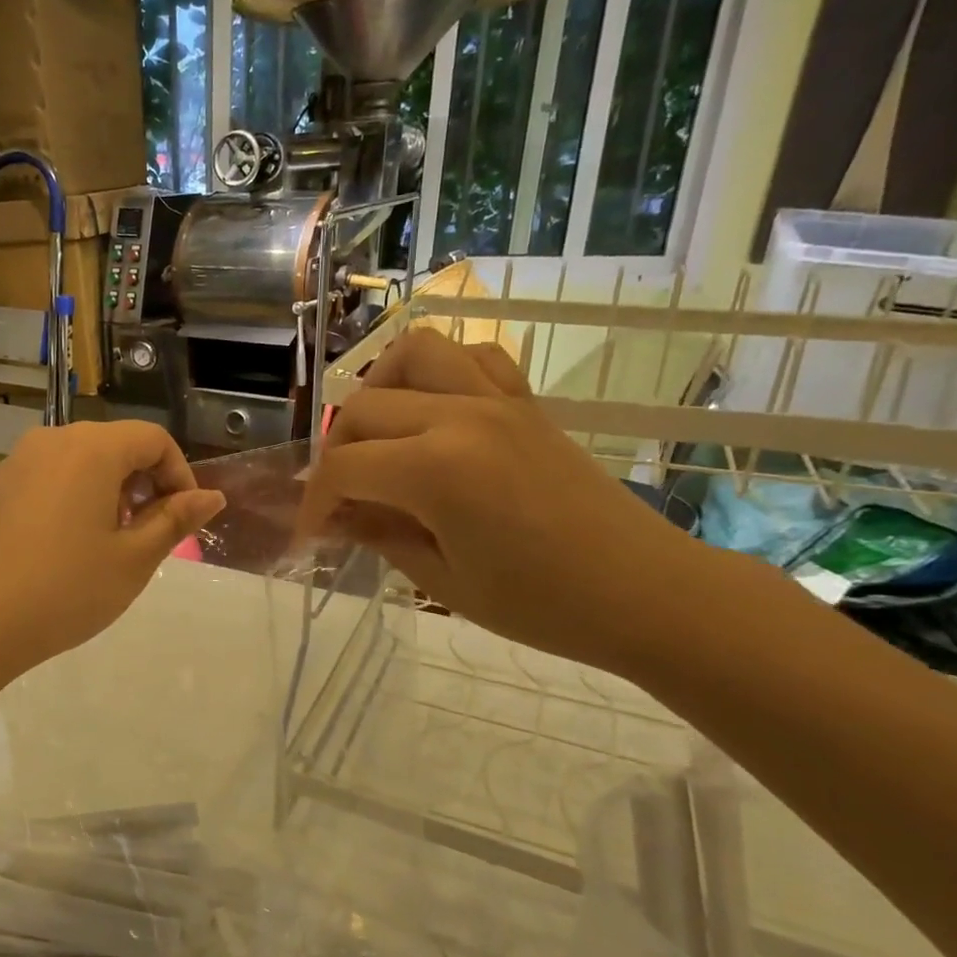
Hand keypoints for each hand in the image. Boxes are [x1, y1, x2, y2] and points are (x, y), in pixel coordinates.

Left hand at [0, 421, 225, 676]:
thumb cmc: (64, 590)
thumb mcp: (133, 560)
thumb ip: (174, 520)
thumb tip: (212, 497)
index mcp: (91, 449)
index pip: (152, 438)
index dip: (178, 473)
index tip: (182, 517)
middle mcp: (51, 441)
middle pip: (114, 445)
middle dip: (142, 484)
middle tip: (146, 535)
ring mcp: (15, 463)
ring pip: (78, 462)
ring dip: (106, 492)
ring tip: (105, 545)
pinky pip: (45, 479)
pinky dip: (69, 499)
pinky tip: (60, 549)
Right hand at [297, 330, 706, 674]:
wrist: (646, 593)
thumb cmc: (541, 604)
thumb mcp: (441, 579)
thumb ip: (378, 534)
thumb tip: (334, 516)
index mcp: (436, 469)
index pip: (343, 468)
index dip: (314, 503)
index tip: (310, 537)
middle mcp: (461, 416)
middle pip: (364, 408)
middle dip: (336, 454)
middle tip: (340, 501)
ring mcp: (497, 401)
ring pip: (415, 352)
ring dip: (379, 387)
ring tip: (376, 434)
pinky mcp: (525, 403)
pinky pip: (474, 358)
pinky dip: (440, 373)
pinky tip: (433, 413)